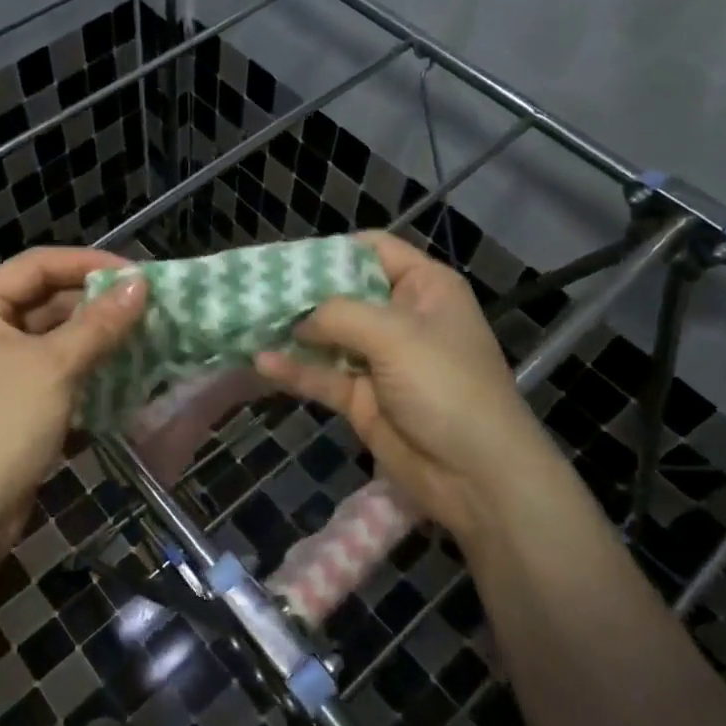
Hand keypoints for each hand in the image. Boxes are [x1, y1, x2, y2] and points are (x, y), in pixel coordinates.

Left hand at [0, 247, 146, 558]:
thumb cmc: (2, 425)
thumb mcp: (55, 367)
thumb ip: (99, 323)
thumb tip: (140, 284)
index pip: (39, 264)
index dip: (89, 264)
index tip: (137, 274)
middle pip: (46, 298)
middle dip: (95, 302)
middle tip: (146, 305)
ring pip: (53, 334)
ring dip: (94, 334)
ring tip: (142, 332)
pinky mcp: (10, 398)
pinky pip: (52, 366)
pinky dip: (84, 364)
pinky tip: (121, 366)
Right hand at [254, 232, 552, 541]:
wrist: (477, 476)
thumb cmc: (446, 386)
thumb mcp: (395, 335)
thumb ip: (339, 314)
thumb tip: (300, 321)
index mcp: (424, 287)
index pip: (374, 249)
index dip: (333, 250)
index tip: (287, 259)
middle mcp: (400, 316)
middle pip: (343, 291)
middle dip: (302, 292)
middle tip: (255, 290)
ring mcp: (380, 359)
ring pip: (328, 335)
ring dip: (292, 332)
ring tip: (248, 323)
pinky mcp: (362, 398)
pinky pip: (323, 376)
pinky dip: (295, 370)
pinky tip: (262, 363)